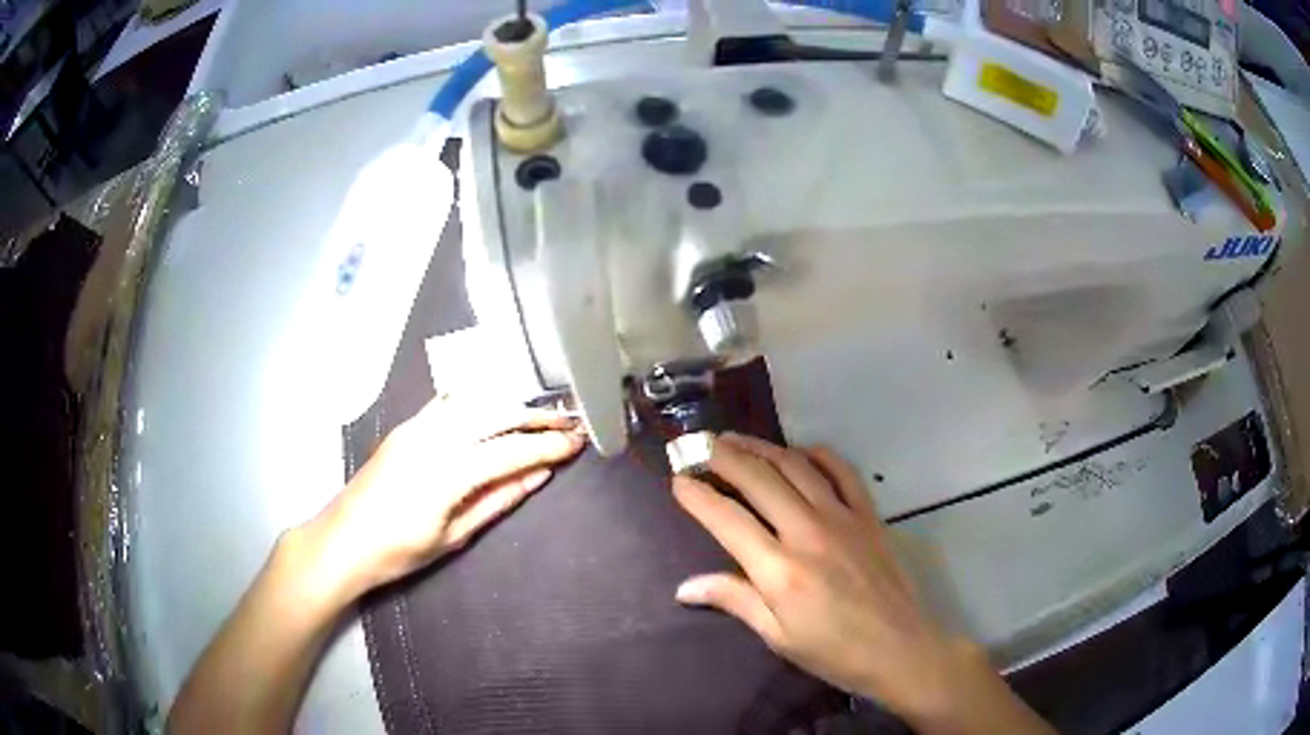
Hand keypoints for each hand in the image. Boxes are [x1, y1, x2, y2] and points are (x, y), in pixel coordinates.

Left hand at [299, 397, 584, 600]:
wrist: (343, 541)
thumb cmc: (398, 551)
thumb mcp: (454, 536)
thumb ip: (497, 500)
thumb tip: (538, 476)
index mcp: (447, 472)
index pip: (510, 450)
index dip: (547, 446)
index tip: (578, 442)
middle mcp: (433, 438)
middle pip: (496, 415)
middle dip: (536, 416)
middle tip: (570, 421)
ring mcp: (417, 427)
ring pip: (474, 401)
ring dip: (511, 404)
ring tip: (540, 414)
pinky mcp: (406, 426)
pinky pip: (449, 402)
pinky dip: (480, 399)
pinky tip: (495, 405)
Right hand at [672, 434, 1052, 733]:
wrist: (899, 648)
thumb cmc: (833, 652)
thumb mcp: (777, 636)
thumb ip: (734, 600)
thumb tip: (684, 586)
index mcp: (779, 571)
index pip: (727, 519)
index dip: (698, 496)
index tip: (677, 480)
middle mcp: (807, 533)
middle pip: (759, 479)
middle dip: (724, 457)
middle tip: (700, 446)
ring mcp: (842, 518)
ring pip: (796, 467)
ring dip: (763, 448)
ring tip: (738, 440)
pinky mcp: (868, 515)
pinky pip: (841, 471)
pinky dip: (816, 455)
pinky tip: (799, 452)